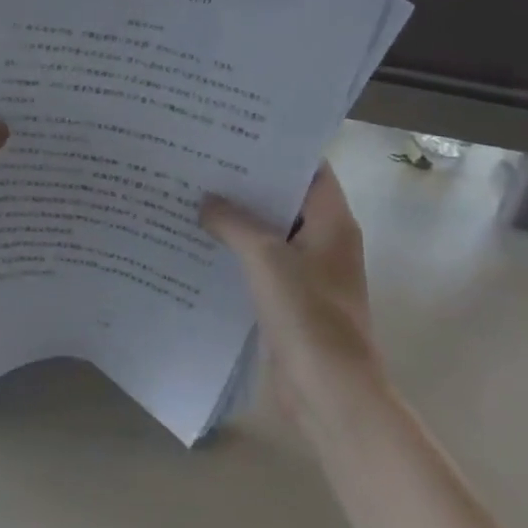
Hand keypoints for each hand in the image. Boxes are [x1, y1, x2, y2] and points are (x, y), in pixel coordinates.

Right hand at [200, 163, 381, 419]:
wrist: (330, 392)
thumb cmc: (307, 315)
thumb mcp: (265, 258)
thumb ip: (234, 223)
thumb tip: (206, 201)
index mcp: (333, 222)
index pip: (310, 169)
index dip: (278, 150)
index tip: (236, 135)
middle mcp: (324, 241)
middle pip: (286, 199)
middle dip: (248, 183)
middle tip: (203, 162)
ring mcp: (308, 272)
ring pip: (270, 233)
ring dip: (238, 219)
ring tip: (194, 195)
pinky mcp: (290, 299)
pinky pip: (261, 264)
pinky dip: (236, 252)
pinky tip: (200, 243)